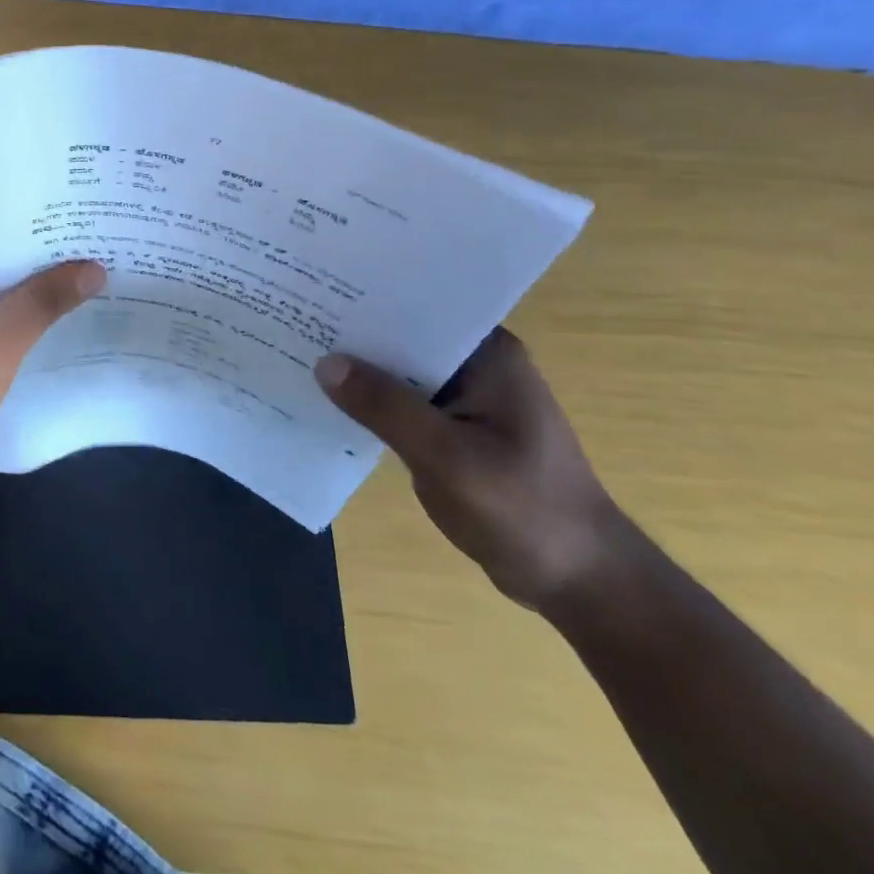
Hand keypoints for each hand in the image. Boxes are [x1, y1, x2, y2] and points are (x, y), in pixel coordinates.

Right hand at [315, 329, 628, 609]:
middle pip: (403, 338)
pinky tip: (328, 402)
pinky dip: (371, 404)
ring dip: (359, 371)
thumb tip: (324, 362)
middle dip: (355, 335)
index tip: (316, 290)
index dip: (368, 299)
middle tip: (293, 319)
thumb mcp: (448, 458)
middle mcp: (476, 365)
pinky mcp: (453, 429)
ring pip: (399, 372)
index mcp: (487, 354)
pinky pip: (402, 404)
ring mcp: (466, 398)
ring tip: (297, 352)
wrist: (580, 583)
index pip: (419, 308)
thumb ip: (385, 407)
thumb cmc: (524, 511)